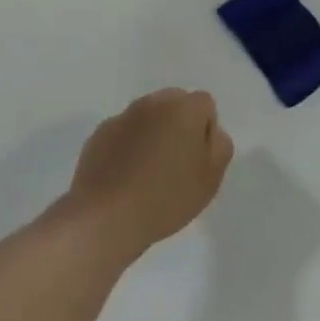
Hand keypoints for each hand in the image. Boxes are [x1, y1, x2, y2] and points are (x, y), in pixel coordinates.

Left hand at [65, 88, 232, 263]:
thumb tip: (210, 130)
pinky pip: (123, 132)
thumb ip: (220, 145)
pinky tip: (125, 176)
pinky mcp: (99, 133)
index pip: (204, 104)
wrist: (106, 217)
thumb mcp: (211, 178)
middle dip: (179, 125)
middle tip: (176, 163)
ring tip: (148, 172)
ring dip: (153, 133)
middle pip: (175, 103)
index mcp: (184, 108)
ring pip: (148, 116)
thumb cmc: (167, 198)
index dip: (205, 130)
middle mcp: (153, 102)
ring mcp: (123, 116)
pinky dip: (128, 145)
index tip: (198, 159)